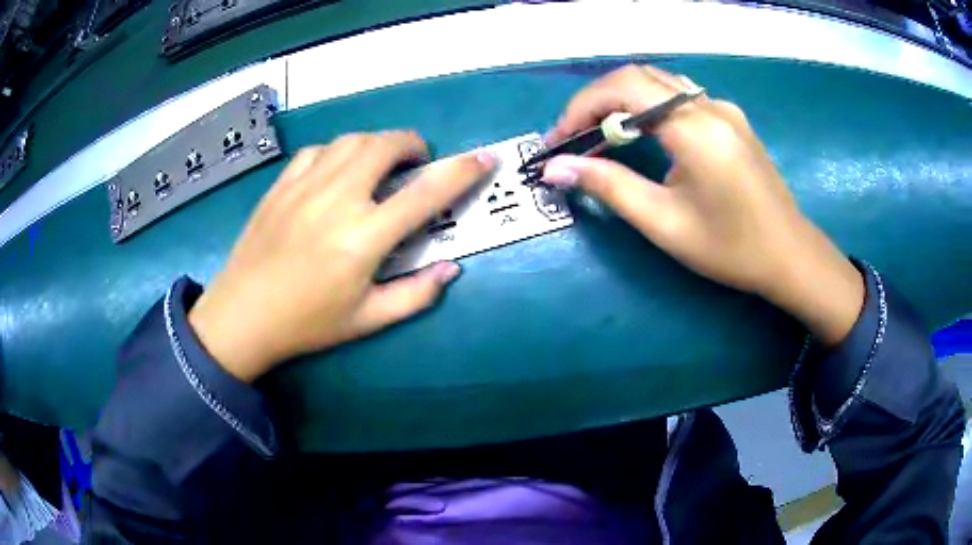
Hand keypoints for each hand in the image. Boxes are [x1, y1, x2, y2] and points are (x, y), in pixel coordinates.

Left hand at [188, 131, 495, 381]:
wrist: (242, 315)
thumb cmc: (306, 322)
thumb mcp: (366, 320)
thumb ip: (415, 295)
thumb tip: (451, 269)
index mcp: (363, 237)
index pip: (425, 194)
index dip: (461, 172)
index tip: (484, 159)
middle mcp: (337, 199)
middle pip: (384, 146)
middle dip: (412, 145)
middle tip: (417, 162)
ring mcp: (304, 186)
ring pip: (351, 140)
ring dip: (376, 144)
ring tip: (380, 163)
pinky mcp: (281, 185)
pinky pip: (317, 150)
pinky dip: (338, 151)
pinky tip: (337, 170)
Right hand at [543, 65, 862, 344]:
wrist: (790, 255)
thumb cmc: (731, 249)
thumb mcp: (665, 223)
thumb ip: (610, 187)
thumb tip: (556, 168)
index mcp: (696, 129)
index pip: (624, 87)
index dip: (581, 106)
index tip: (558, 141)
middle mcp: (709, 105)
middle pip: (638, 77)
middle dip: (596, 101)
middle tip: (574, 137)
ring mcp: (723, 108)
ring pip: (658, 83)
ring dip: (621, 101)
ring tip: (600, 135)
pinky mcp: (730, 118)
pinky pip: (679, 97)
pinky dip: (647, 107)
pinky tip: (640, 134)